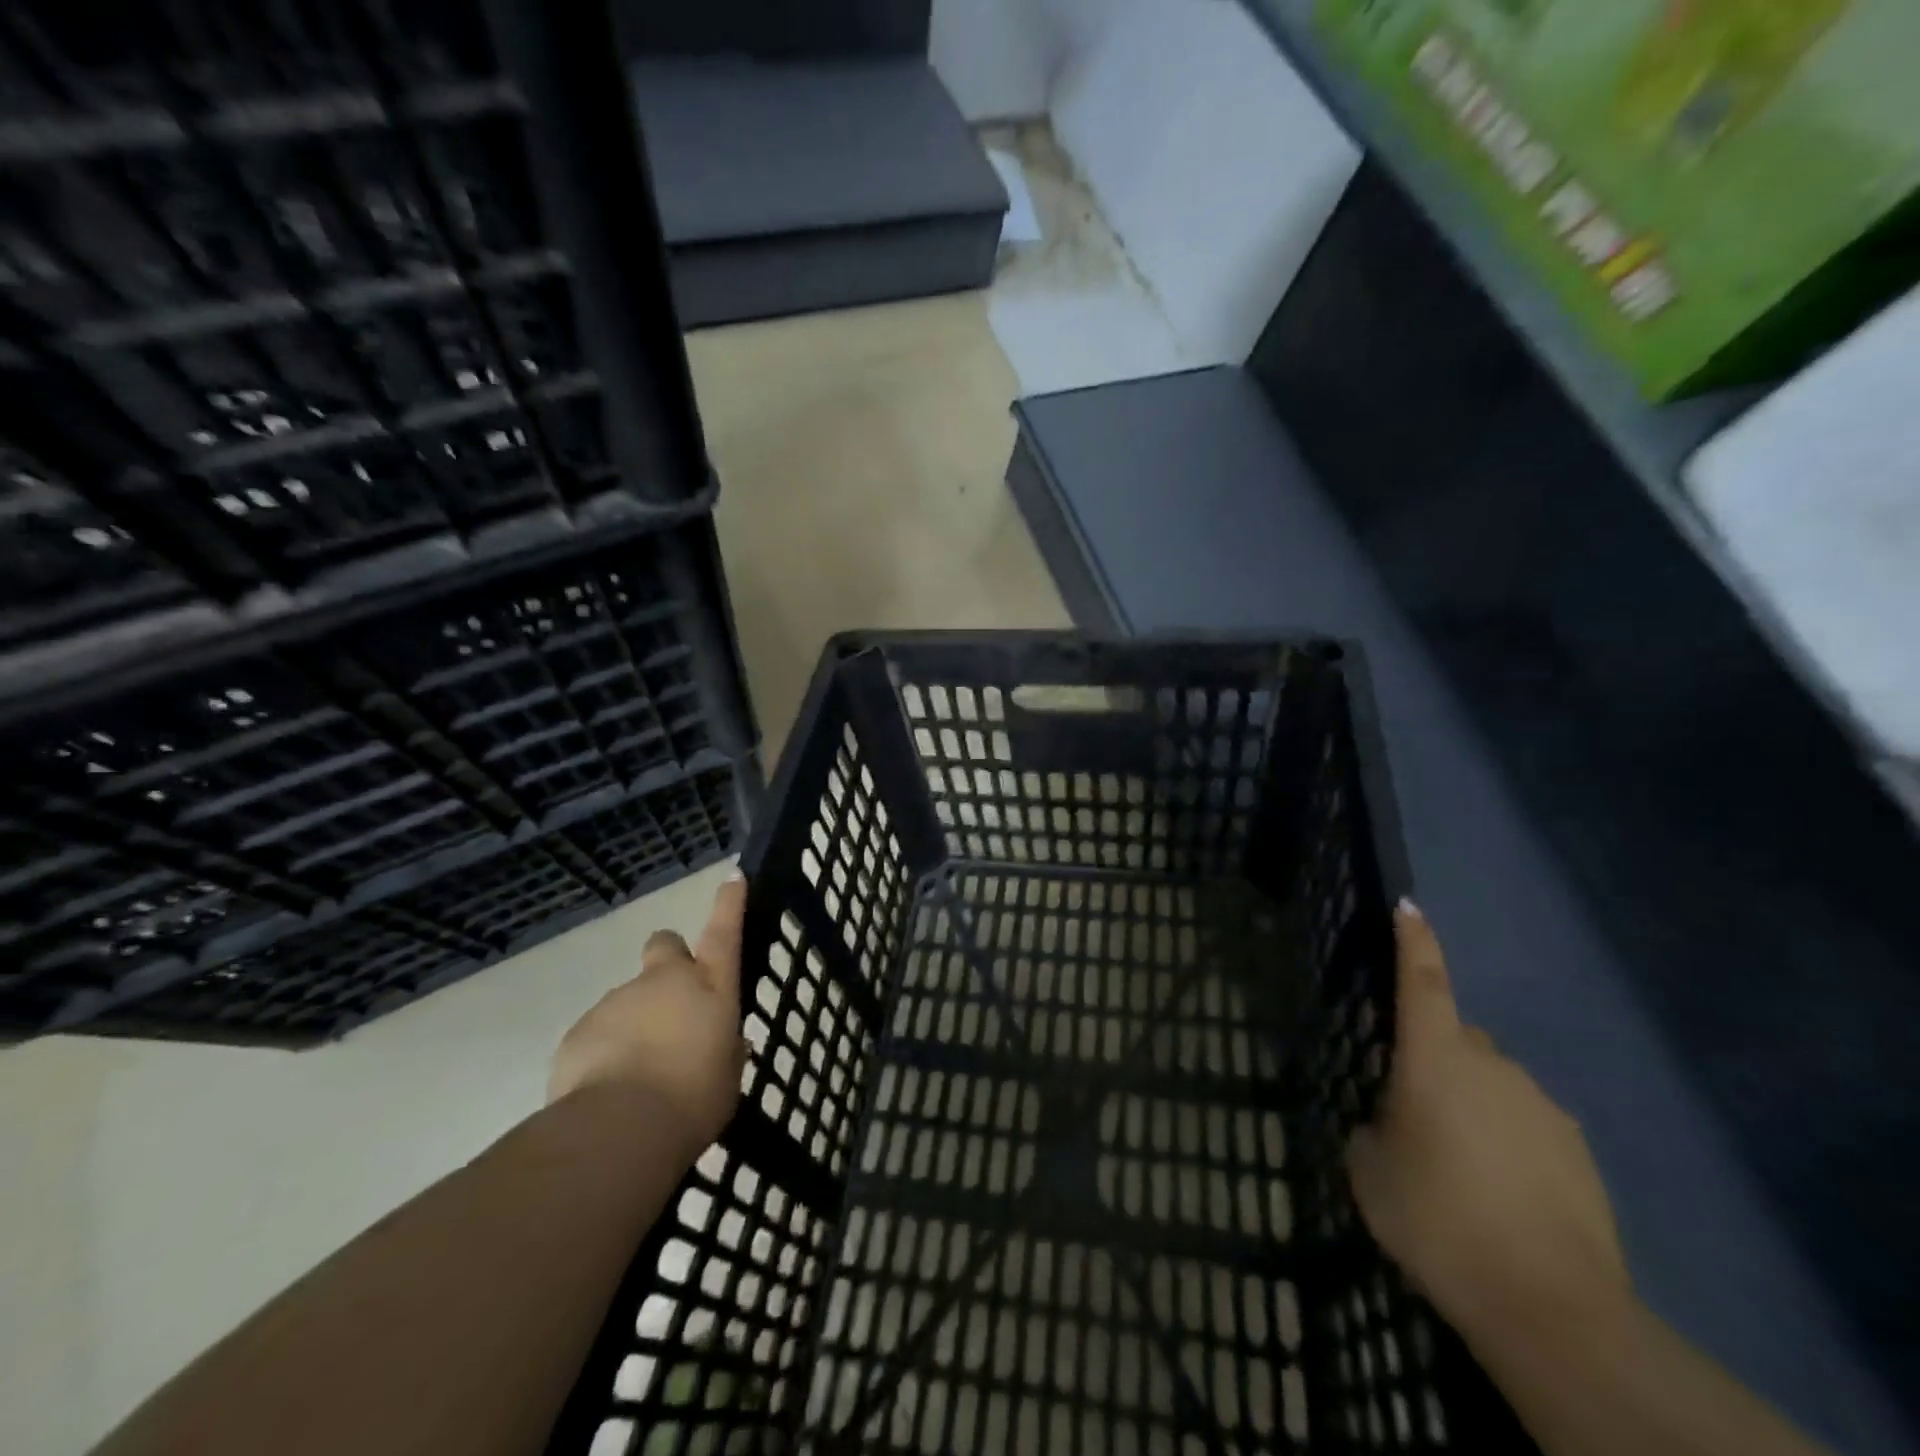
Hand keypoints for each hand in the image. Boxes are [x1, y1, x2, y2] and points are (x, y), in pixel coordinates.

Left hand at [549, 871, 748, 1154]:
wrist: (619, 1128)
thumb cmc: (693, 1100)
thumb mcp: (726, 1079)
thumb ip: (725, 1052)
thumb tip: (723, 1044)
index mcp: (709, 988)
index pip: (724, 932)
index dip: (729, 904)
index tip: (732, 879)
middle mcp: (664, 982)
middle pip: (665, 944)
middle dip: (668, 958)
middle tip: (671, 999)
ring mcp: (618, 1001)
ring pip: (629, 998)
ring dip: (635, 1022)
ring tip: (638, 1074)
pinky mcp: (580, 1029)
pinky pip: (598, 1032)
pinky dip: (604, 1052)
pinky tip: (609, 1089)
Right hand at [1346, 902, 1630, 1351]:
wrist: (1549, 1306)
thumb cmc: (1437, 1217)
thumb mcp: (1370, 1169)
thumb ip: (1375, 1127)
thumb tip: (1393, 1121)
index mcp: (1435, 1058)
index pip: (1423, 980)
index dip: (1413, 940)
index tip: (1408, 905)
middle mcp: (1492, 1065)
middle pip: (1458, 1041)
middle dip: (1436, 1062)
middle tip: (1414, 1117)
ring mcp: (1543, 1107)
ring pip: (1493, 1086)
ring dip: (1471, 1108)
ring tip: (1459, 1172)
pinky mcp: (1578, 1151)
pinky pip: (1527, 1126)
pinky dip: (1508, 1145)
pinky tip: (1500, 1199)